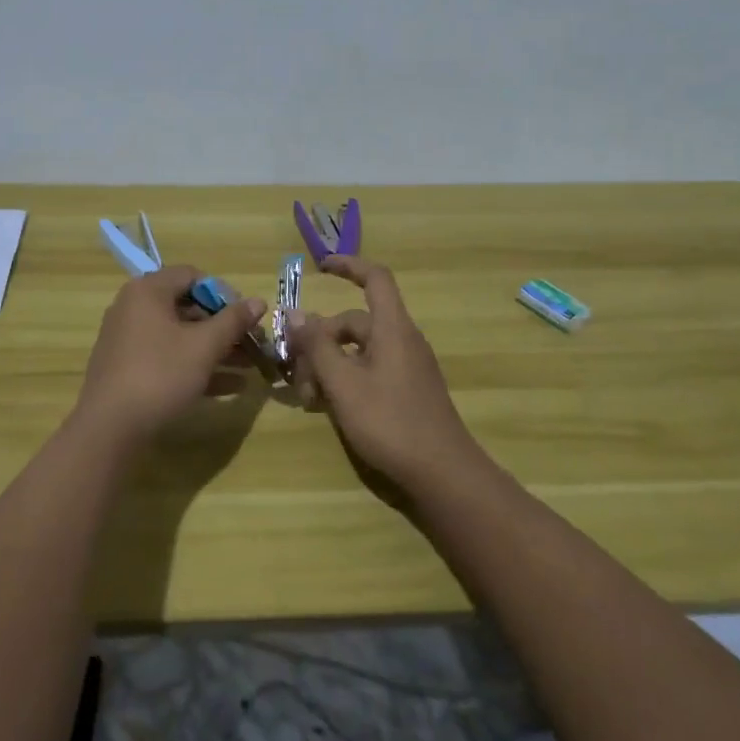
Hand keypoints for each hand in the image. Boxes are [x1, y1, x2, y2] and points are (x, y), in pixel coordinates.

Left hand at [76, 264, 266, 446]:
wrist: (109, 429)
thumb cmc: (160, 374)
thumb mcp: (204, 346)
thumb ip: (233, 321)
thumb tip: (259, 301)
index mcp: (148, 291)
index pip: (192, 276)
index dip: (223, 294)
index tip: (245, 317)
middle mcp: (134, 308)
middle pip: (187, 308)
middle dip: (224, 327)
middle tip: (252, 344)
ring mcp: (128, 340)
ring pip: (180, 336)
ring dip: (215, 349)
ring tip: (249, 367)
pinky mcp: (128, 369)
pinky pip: (168, 358)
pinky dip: (195, 366)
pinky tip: (230, 387)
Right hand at [288, 256, 483, 490]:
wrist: (443, 474)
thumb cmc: (391, 422)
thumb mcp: (343, 383)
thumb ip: (317, 346)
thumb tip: (296, 314)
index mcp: (392, 328)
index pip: (374, 278)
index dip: (348, 266)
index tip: (319, 268)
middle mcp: (402, 340)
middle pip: (354, 323)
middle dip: (319, 341)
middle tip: (296, 374)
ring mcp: (407, 367)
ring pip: (358, 351)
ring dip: (329, 365)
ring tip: (308, 399)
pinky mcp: (407, 391)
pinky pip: (370, 370)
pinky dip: (346, 379)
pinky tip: (329, 407)